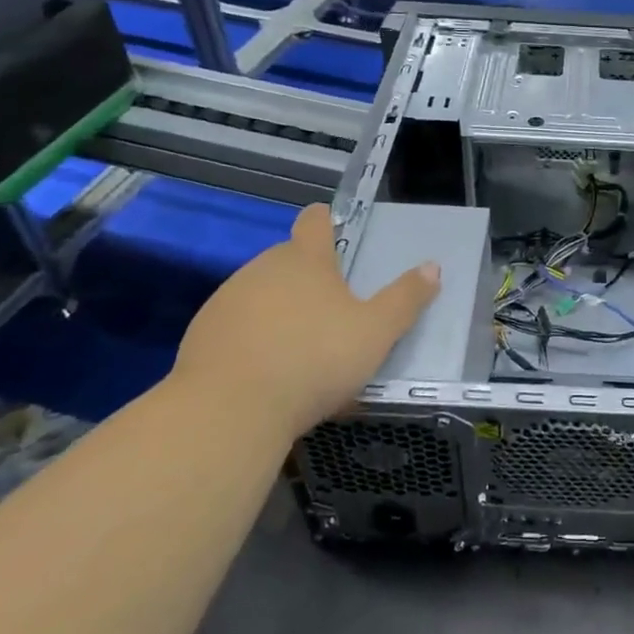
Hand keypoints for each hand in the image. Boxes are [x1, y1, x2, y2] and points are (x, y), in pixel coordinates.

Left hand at [169, 203, 439, 425]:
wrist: (228, 411)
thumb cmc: (313, 360)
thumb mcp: (376, 332)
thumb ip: (405, 298)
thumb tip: (432, 267)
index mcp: (306, 260)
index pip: (316, 221)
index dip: (327, 221)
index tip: (335, 231)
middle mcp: (262, 269)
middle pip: (289, 260)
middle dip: (310, 279)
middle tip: (334, 313)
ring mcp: (227, 300)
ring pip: (262, 294)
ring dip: (280, 311)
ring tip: (302, 351)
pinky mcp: (201, 335)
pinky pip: (238, 327)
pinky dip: (253, 340)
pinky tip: (268, 373)